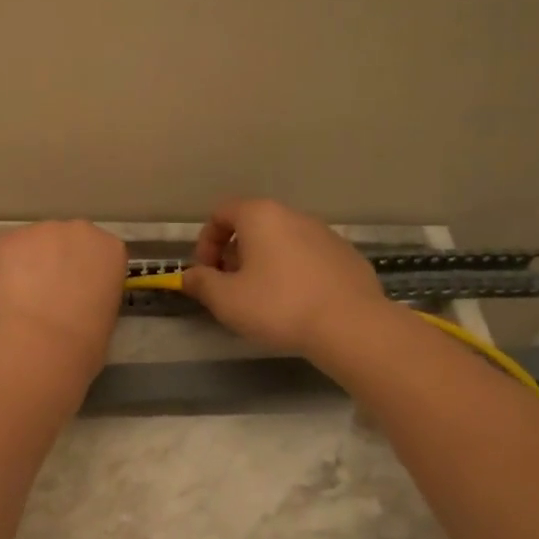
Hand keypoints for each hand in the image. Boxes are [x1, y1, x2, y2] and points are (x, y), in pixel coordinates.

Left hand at [0, 220, 128, 374]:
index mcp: (110, 248)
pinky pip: (8, 251)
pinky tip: (7, 295)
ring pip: (34, 244)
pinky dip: (5, 269)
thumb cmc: (86, 341)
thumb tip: (76, 296)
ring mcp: (42, 230)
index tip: (77, 290)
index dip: (84, 271)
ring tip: (24, 296)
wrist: (43, 344)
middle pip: (66, 240)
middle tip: (49, 292)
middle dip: (58, 260)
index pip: (99, 252)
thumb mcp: (106, 313)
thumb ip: (94, 292)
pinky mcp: (9, 239)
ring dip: (30, 263)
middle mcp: (80, 230)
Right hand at [181, 198, 386, 357]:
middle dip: (234, 254)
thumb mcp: (226, 300)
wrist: (350, 325)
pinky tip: (297, 303)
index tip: (206, 273)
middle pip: (252, 226)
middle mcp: (293, 215)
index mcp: (260, 216)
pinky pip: (308, 258)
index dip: (205, 242)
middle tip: (231, 288)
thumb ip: (201, 283)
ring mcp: (325, 233)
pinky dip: (294, 273)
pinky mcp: (347, 255)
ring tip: (263, 299)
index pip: (221, 213)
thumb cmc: (278, 306)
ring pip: (282, 242)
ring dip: (264, 263)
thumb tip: (188, 276)